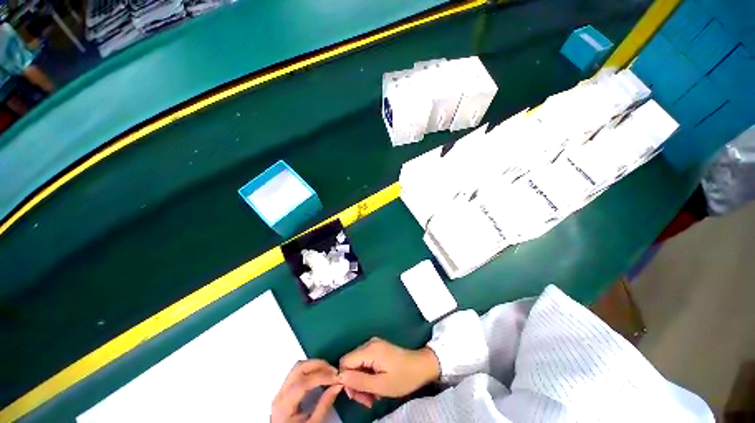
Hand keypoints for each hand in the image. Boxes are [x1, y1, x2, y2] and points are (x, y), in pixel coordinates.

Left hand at [272, 359, 342, 422]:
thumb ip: (324, 405)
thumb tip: (337, 386)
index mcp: (284, 405)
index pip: (304, 383)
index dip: (322, 377)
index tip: (336, 377)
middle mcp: (280, 394)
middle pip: (299, 369)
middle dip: (318, 365)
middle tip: (333, 370)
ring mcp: (281, 390)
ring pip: (298, 367)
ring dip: (315, 365)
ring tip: (328, 371)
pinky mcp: (285, 389)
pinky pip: (298, 372)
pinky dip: (311, 369)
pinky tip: (320, 374)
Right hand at [337, 337, 439, 407]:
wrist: (422, 366)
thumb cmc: (403, 377)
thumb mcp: (381, 385)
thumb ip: (359, 381)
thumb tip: (340, 377)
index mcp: (369, 350)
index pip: (344, 361)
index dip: (345, 379)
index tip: (355, 396)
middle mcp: (369, 344)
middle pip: (350, 364)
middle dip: (355, 384)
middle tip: (366, 401)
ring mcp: (374, 345)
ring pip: (357, 365)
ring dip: (362, 383)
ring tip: (373, 397)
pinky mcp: (378, 349)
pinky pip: (365, 362)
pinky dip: (367, 376)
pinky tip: (376, 387)